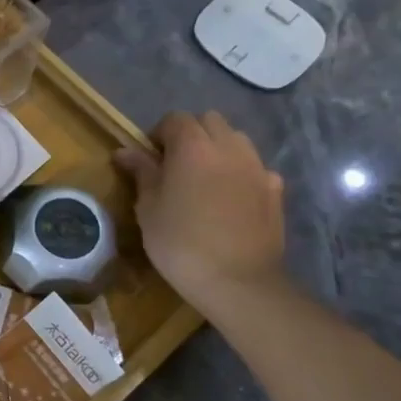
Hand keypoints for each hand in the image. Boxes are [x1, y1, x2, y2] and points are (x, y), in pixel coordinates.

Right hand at [114, 111, 285, 312]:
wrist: (237, 281)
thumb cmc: (180, 243)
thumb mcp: (148, 208)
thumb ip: (141, 172)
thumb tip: (125, 151)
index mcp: (193, 147)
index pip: (175, 119)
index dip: (159, 134)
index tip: (150, 158)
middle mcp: (229, 148)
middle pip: (210, 121)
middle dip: (192, 134)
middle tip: (176, 165)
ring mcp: (257, 167)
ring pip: (236, 140)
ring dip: (218, 149)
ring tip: (205, 178)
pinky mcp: (275, 190)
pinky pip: (256, 167)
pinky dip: (241, 172)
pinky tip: (232, 197)